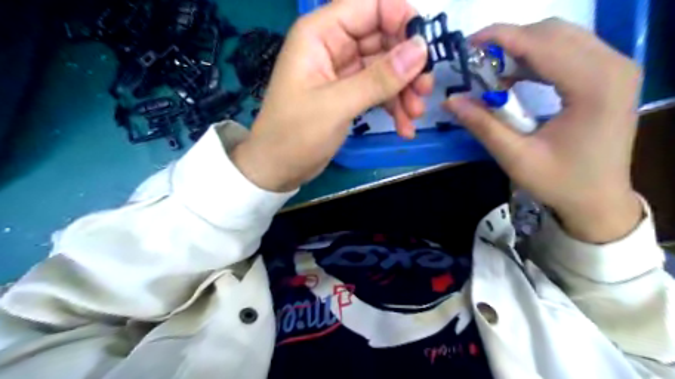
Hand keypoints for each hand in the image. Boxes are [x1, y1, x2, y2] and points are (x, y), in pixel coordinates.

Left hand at [232, 0, 431, 192]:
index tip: (424, 51)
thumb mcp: (336, 105)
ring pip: (385, 67)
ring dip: (404, 90)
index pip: (371, 6)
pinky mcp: (349, 94)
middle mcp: (333, 45)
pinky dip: (394, 106)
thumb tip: (420, 50)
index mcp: (320, 34)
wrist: (278, 168)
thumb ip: (378, 78)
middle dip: (407, 65)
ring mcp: (342, 71)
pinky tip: (403, 127)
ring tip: (414, 115)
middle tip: (423, 92)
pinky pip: (379, 90)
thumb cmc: (294, 135)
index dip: (402, 20)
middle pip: (383, 38)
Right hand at [447, 17, 638, 242]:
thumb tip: (450, 100)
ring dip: (521, 49)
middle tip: (476, 63)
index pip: (541, 43)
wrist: (600, 200)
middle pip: (553, 32)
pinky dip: (537, 58)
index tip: (467, 45)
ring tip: (492, 72)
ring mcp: (616, 68)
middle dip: (509, 41)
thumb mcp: (515, 157)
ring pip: (561, 37)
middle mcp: (613, 66)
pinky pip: (569, 50)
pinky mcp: (610, 75)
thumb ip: (483, 124)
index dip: (500, 38)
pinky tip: (515, 77)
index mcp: (594, 86)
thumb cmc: (560, 183)